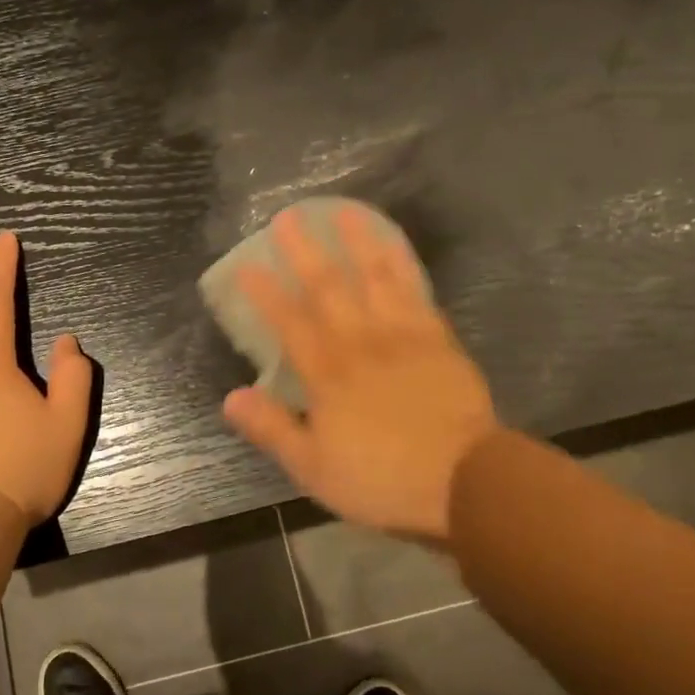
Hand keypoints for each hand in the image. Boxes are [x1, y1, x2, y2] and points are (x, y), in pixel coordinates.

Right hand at [221, 206, 496, 540]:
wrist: (465, 482)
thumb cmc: (382, 480)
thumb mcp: (314, 468)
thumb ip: (272, 429)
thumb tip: (229, 397)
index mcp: (327, 374)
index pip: (289, 322)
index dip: (266, 292)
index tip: (247, 264)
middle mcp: (361, 342)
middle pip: (329, 288)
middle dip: (305, 251)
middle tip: (288, 217)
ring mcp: (402, 335)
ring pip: (376, 278)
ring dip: (357, 243)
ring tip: (344, 211)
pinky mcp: (437, 338)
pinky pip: (416, 292)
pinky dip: (403, 265)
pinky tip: (394, 247)